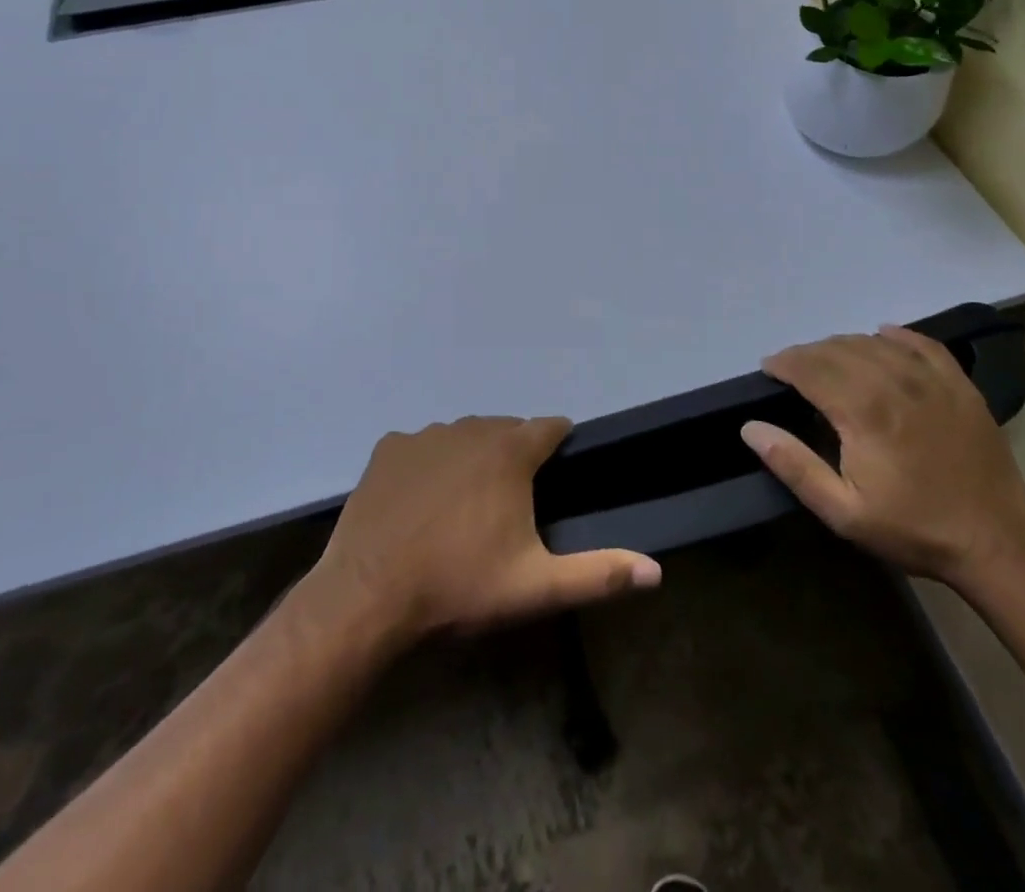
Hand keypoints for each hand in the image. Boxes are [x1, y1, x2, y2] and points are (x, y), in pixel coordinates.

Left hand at [306, 417, 661, 644]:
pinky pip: (422, 445)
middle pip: (506, 429)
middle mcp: (469, 429)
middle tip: (511, 501)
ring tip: (466, 503)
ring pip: (464, 434)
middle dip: (515, 454)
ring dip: (473, 456)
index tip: (559, 470)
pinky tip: (422, 500)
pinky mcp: (388, 448)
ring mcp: (425, 435)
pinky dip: (430, 462)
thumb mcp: (535, 587)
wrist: (368, 597)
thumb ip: (599, 574)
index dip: (559, 444)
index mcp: (509, 452)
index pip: (550, 427)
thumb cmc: (459, 586)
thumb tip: (656, 570)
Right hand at [743, 328, 1024, 589]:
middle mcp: (894, 383)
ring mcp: (931, 380)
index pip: (810, 368)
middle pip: (838, 350)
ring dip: (843, 345)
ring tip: (829, 360)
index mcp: (863, 412)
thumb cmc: (912, 528)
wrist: (995, 543)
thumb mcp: (843, 512)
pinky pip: (922, 344)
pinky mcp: (959, 385)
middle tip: (792, 369)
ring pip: (874, 343)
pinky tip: (882, 336)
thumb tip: (750, 427)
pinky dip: (896, 336)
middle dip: (807, 354)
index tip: (768, 368)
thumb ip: (794, 465)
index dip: (784, 363)